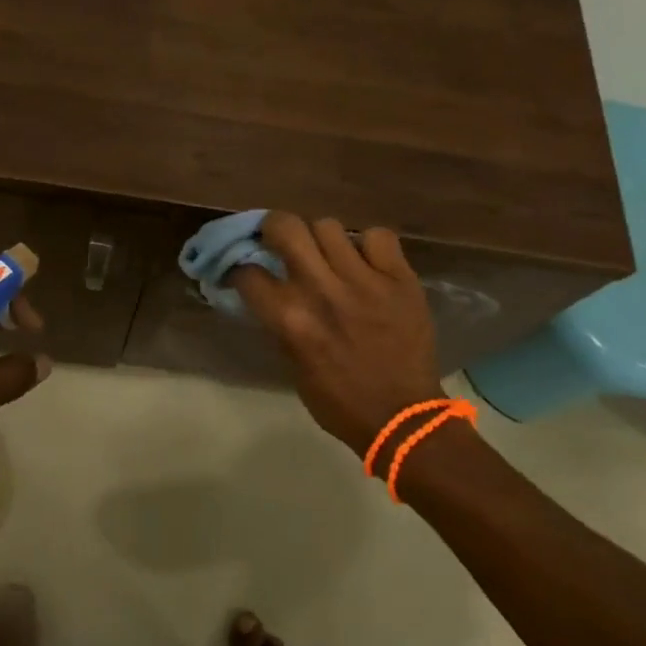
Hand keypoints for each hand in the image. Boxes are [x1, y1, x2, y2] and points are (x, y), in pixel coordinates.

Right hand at [233, 213, 442, 457]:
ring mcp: (364, 281)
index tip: (246, 272)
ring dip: (321, 240)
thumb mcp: (293, 367)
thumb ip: (278, 324)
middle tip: (280, 242)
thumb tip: (265, 292)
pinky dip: (368, 246)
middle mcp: (322, 290)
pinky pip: (377, 237)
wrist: (404, 419)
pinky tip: (367, 263)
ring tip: (328, 256)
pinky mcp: (400, 279)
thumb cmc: (340, 402)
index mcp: (291, 319)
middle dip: (274, 229)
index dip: (241, 269)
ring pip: (328, 226)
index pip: (248, 272)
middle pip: (286, 226)